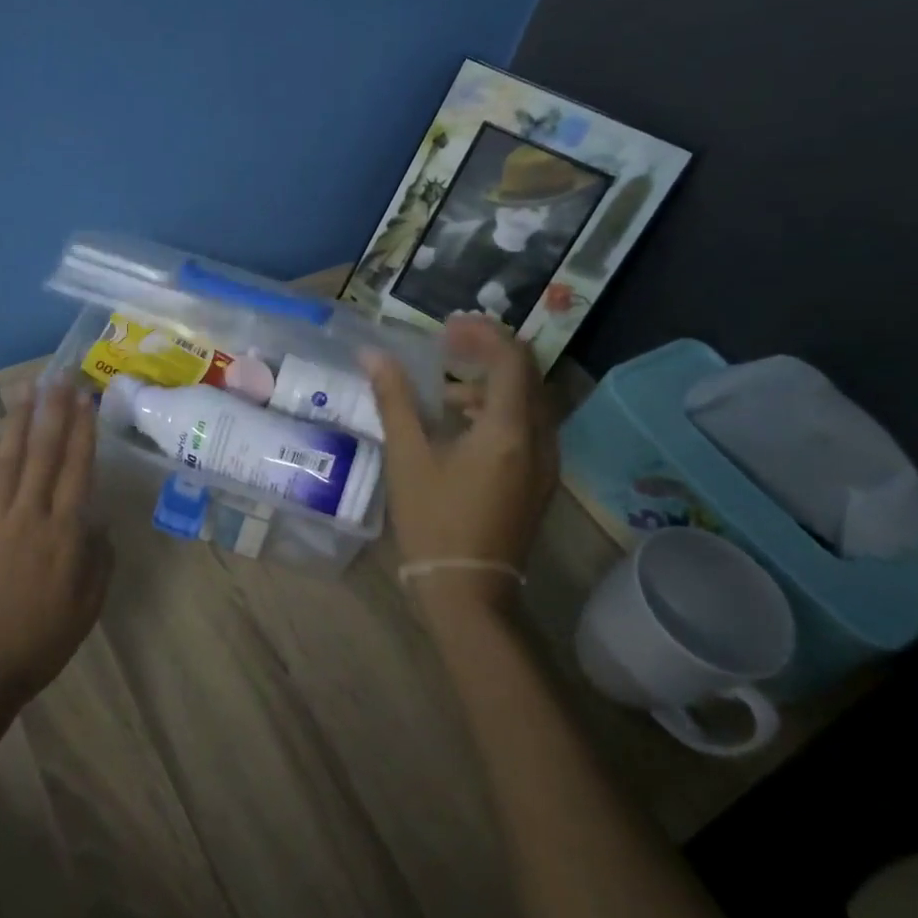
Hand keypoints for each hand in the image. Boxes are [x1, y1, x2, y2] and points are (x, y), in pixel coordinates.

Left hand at [0, 383, 109, 711]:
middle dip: (53, 410)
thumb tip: (99, 523)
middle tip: (59, 374)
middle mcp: (29, 515)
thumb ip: (98, 561)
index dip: (82, 430)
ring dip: (17, 420)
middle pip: (43, 452)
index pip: (77, 469)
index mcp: (64, 535)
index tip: (85, 398)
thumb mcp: (86, 608)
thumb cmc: (39, 644)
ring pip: (8, 458)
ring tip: (24, 387)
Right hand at [362, 315, 558, 612]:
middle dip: (488, 351)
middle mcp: (540, 438)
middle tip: (448, 346)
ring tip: (446, 388)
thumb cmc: (434, 520)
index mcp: (509, 429)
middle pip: (527, 373)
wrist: (467, 589)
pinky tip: (461, 425)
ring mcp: (545, 461)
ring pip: (529, 400)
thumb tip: (372, 354)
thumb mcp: (408, 456)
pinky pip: (529, 425)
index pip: (511, 358)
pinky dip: (499, 410)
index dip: (481, 333)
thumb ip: (394, 399)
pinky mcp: (540, 480)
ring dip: (493, 382)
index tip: (445, 328)